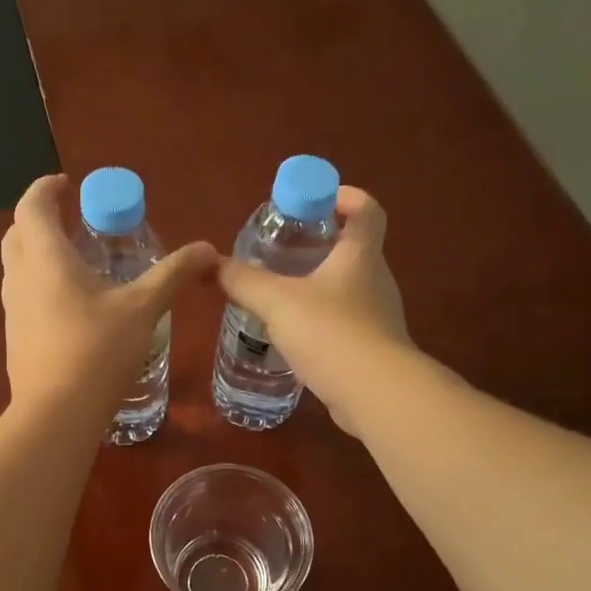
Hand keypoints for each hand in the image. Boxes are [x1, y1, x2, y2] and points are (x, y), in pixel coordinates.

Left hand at [0, 175, 216, 418]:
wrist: (56, 414)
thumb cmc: (97, 352)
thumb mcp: (143, 309)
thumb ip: (173, 274)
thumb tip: (208, 249)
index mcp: (45, 258)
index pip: (32, 205)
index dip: (47, 188)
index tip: (68, 184)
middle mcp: (20, 277)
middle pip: (18, 232)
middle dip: (41, 218)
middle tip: (74, 220)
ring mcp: (13, 310)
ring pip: (17, 266)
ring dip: (38, 252)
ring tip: (76, 260)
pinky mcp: (15, 337)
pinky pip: (23, 295)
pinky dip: (40, 283)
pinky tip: (71, 305)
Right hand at [216, 185, 406, 433]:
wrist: (374, 393)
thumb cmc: (330, 332)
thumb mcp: (277, 301)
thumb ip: (243, 281)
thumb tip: (212, 264)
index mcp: (360, 255)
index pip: (365, 209)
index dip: (344, 196)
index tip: (316, 201)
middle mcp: (376, 280)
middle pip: (355, 249)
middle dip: (321, 246)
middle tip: (283, 253)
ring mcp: (379, 317)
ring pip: (348, 290)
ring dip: (319, 288)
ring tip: (281, 298)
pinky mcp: (373, 350)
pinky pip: (346, 325)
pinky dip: (322, 324)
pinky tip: (295, 339)